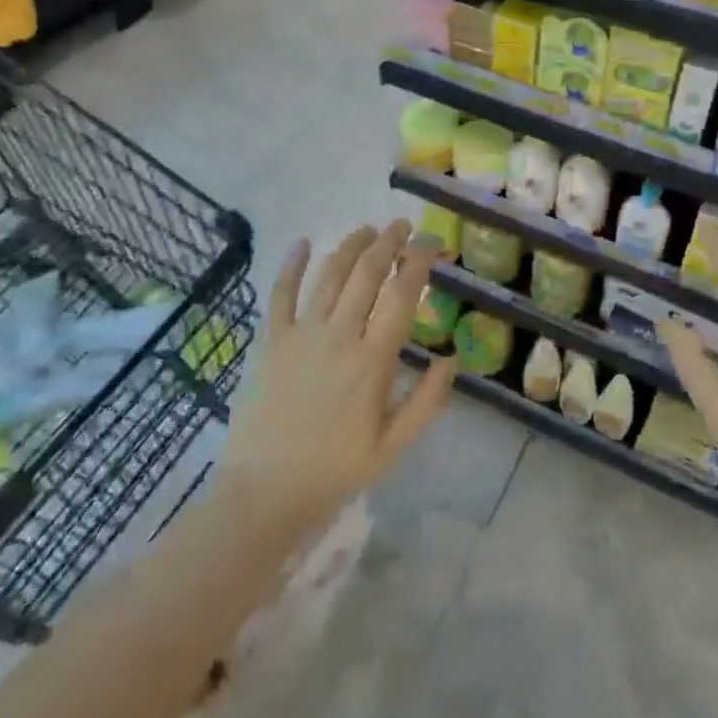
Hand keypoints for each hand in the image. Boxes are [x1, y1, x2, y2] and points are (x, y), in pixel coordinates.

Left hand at [218, 220, 456, 536]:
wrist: (264, 491)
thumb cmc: (334, 470)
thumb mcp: (393, 446)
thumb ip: (427, 401)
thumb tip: (452, 359)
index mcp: (373, 360)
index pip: (402, 296)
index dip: (419, 263)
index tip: (431, 245)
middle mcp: (339, 335)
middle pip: (367, 273)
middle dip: (388, 242)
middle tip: (402, 226)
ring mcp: (302, 334)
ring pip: (330, 274)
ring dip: (351, 245)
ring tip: (367, 229)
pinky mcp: (271, 340)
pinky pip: (280, 293)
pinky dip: (291, 264)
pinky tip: (303, 242)